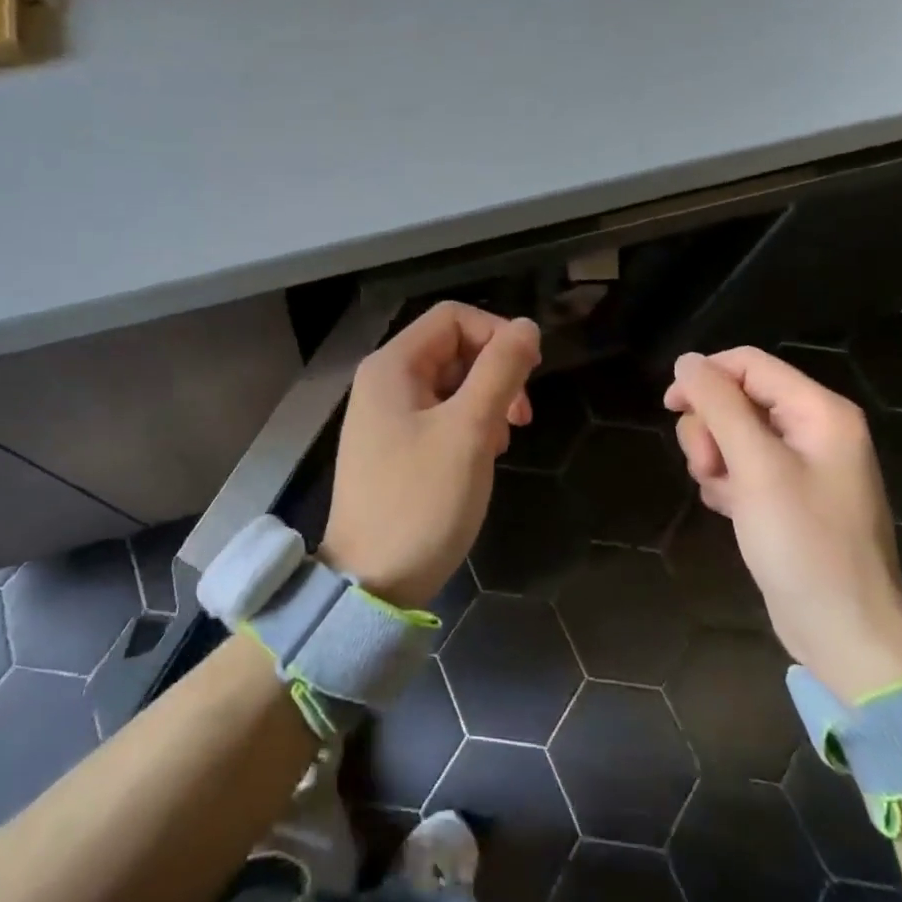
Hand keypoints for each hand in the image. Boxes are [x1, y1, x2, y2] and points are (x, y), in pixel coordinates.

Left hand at [321, 302, 541, 609]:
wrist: (371, 583)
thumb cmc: (421, 501)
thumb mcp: (469, 431)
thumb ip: (500, 372)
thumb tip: (527, 327)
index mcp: (392, 365)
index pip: (453, 318)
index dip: (497, 334)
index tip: (530, 374)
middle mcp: (384, 381)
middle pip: (452, 348)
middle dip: (494, 373)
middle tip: (521, 416)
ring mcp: (386, 416)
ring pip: (450, 384)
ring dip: (485, 402)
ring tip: (502, 441)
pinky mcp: (394, 447)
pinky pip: (439, 415)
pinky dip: (467, 426)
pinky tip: (481, 456)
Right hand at [664, 348, 901, 701]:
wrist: (843, 633)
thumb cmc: (804, 544)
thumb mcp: (756, 467)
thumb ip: (720, 406)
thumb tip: (687, 360)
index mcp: (820, 411)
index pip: (747, 364)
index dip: (704, 378)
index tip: (670, 408)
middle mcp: (814, 429)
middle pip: (736, 397)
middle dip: (709, 428)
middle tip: (708, 468)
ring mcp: (801, 464)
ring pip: (732, 432)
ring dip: (713, 458)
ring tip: (720, 494)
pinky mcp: (787, 494)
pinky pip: (740, 465)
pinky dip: (725, 481)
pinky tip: (729, 510)